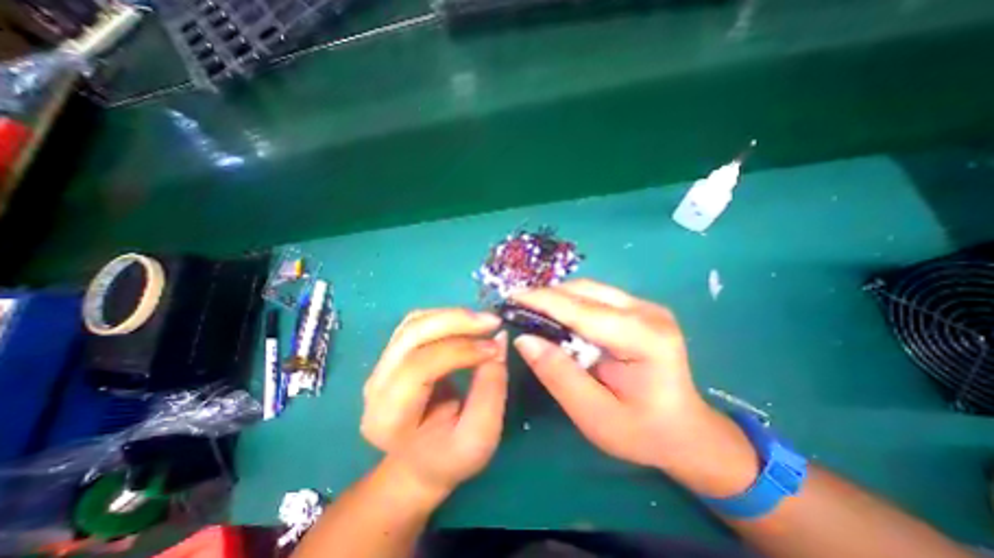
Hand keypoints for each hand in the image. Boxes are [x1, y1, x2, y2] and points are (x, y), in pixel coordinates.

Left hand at [362, 307, 507, 502]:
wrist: (421, 460)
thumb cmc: (450, 455)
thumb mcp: (480, 436)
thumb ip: (491, 389)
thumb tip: (499, 340)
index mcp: (389, 417)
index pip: (419, 367)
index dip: (460, 351)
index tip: (494, 348)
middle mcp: (377, 385)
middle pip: (412, 334)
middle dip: (455, 321)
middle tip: (491, 321)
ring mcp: (382, 365)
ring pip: (414, 322)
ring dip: (452, 316)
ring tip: (483, 322)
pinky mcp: (394, 354)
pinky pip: (418, 323)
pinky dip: (446, 317)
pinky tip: (467, 325)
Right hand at [507, 282, 757, 495]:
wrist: (685, 430)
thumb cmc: (643, 431)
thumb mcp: (595, 416)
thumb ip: (559, 376)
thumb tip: (524, 339)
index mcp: (645, 339)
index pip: (583, 311)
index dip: (543, 301)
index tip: (511, 298)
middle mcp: (648, 312)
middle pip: (585, 291)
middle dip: (547, 296)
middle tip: (516, 307)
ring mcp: (646, 306)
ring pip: (588, 288)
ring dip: (557, 297)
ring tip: (531, 310)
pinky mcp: (639, 308)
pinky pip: (595, 295)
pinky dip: (570, 302)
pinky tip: (556, 315)